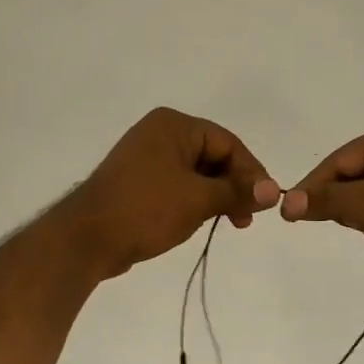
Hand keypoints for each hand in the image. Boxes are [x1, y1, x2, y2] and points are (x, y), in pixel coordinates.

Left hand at [63, 108, 279, 279]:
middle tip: (246, 218)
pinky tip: (201, 221)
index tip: (266, 202)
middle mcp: (159, 133)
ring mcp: (145, 157)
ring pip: (196, 173)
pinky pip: (177, 185)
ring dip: (216, 196)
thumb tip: (275, 191)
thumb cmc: (146, 209)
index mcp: (174, 125)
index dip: (251, 172)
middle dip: (233, 186)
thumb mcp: (199, 199)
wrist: (87, 238)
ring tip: (228, 223)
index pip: (227, 143)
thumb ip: (238, 192)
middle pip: (212, 156)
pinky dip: (194, 200)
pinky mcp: (137, 181)